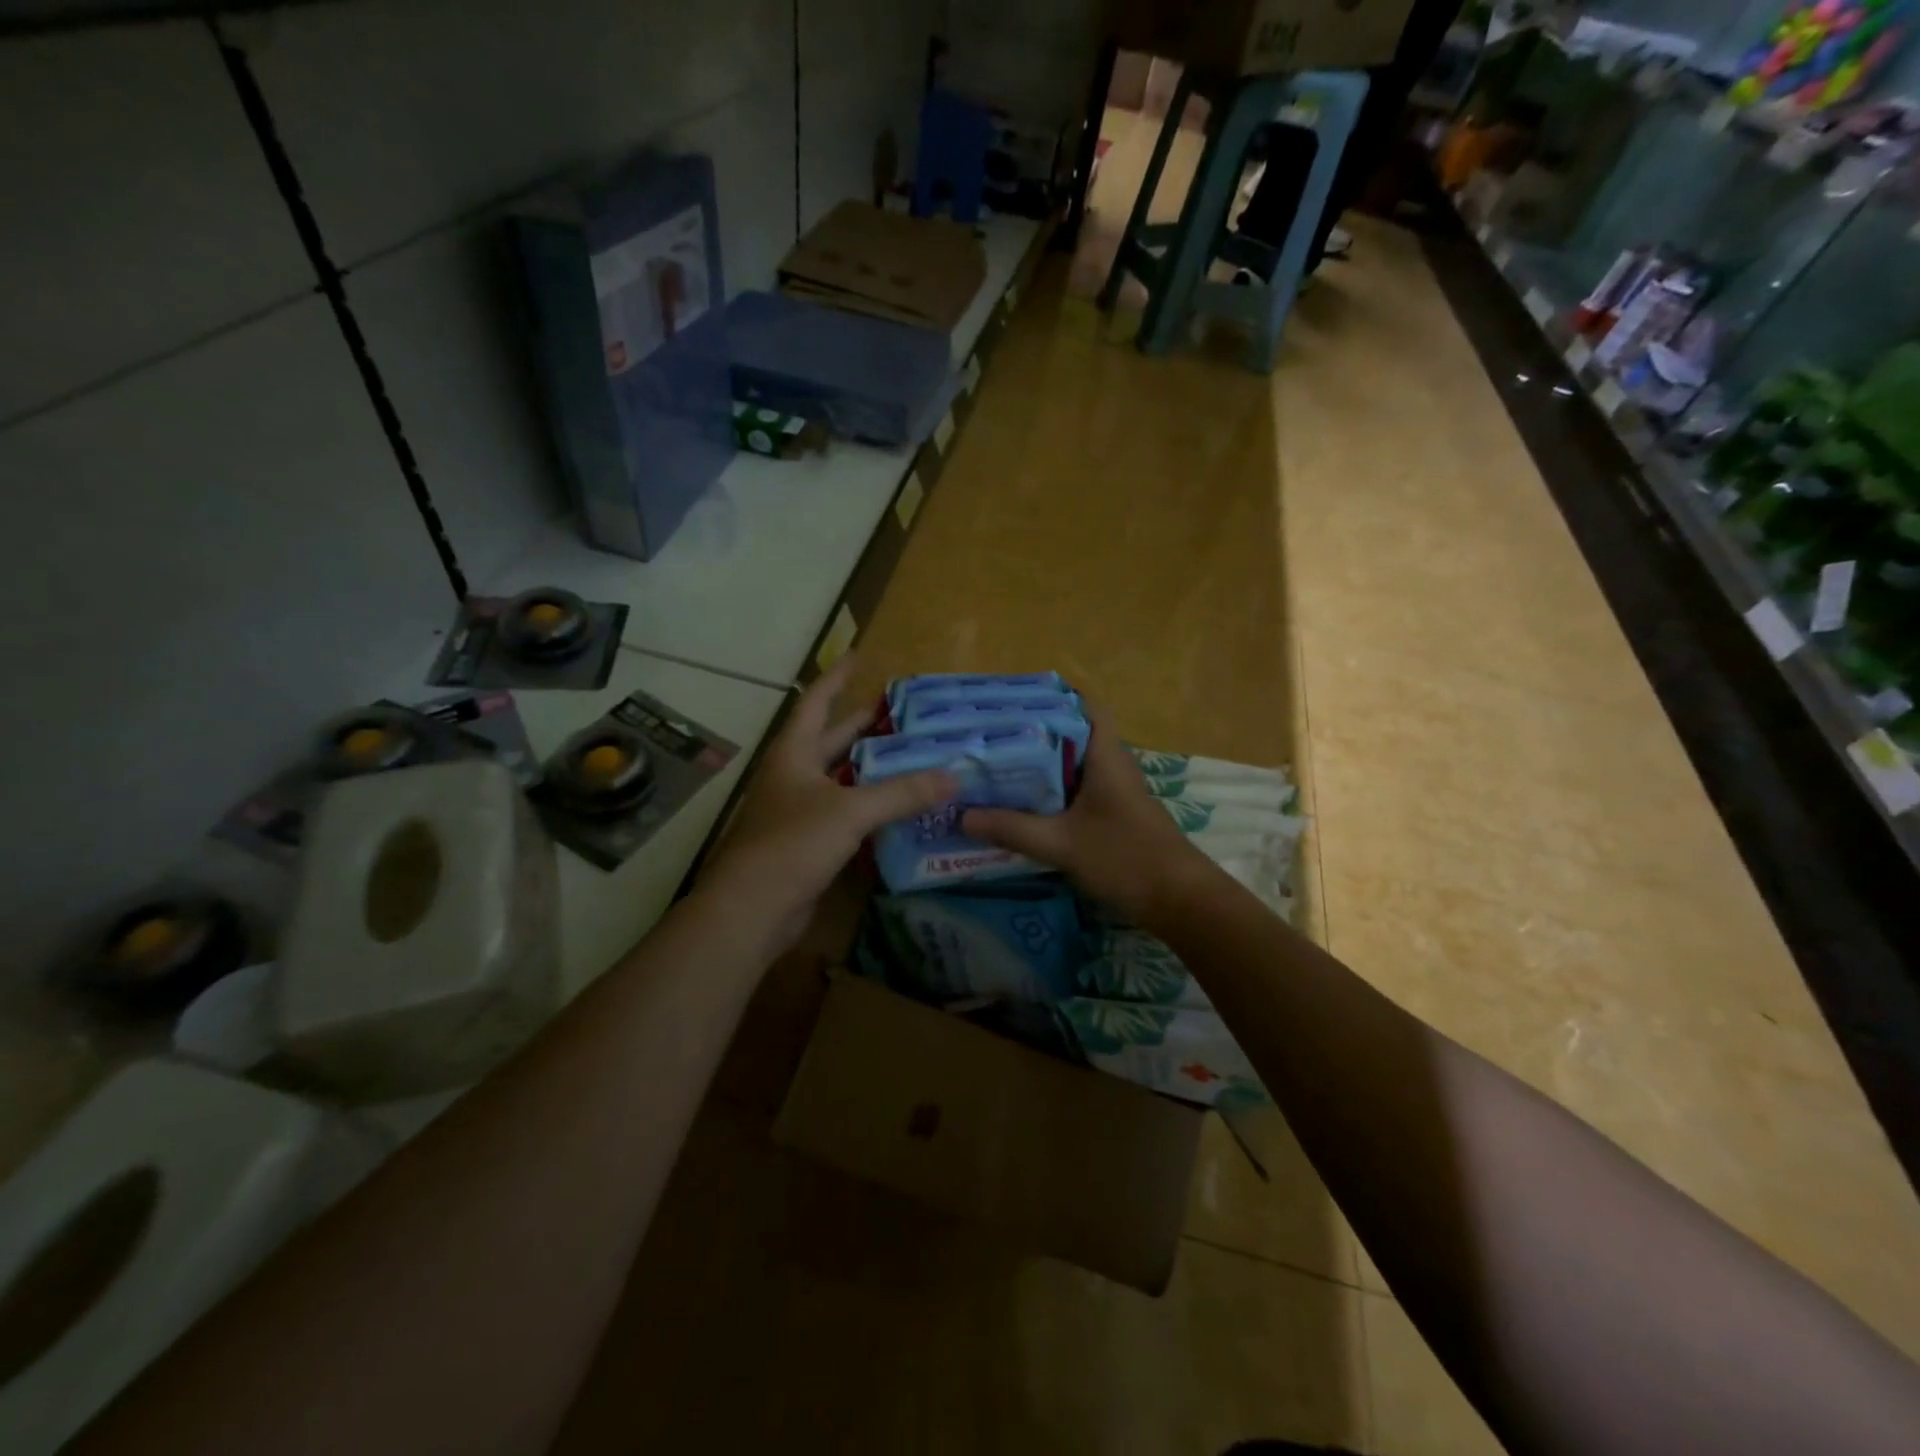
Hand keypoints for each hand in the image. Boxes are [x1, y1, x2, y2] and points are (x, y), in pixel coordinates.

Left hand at [696, 655, 954, 953]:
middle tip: (901, 712)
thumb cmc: (793, 843)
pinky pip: (845, 814)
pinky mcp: (808, 843)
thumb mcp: (851, 811)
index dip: (837, 678)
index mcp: (794, 753)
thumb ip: (902, 793)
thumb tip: (954, 776)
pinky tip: (898, 808)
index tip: (859, 656)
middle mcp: (794, 775)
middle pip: (831, 740)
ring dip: (871, 769)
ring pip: (841, 779)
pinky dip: (870, 807)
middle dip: (862, 725)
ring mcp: (799, 810)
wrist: (752, 909)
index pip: (816, 702)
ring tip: (910, 755)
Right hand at [962, 698, 1209, 924]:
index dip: (1054, 696)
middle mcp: (1112, 766)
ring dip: (1040, 765)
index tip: (1015, 698)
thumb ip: (1012, 828)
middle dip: (1033, 732)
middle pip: (1072, 735)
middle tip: (990, 734)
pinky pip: (1077, 792)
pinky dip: (1051, 792)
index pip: (1085, 706)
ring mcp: (1114, 792)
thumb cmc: (1124, 857)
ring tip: (996, 764)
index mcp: (1105, 756)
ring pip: (1073, 766)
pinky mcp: (1113, 816)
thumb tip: (962, 815)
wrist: (1179, 900)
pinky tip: (1022, 804)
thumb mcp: (1061, 843)